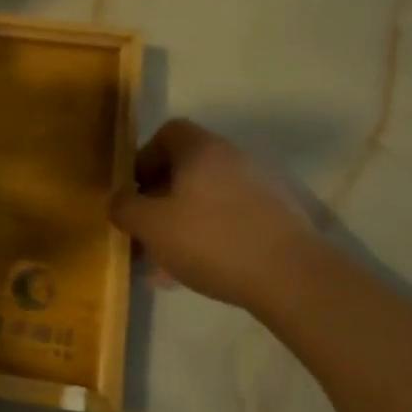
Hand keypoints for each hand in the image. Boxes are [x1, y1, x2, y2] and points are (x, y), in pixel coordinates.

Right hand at [109, 119, 325, 315]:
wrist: (293, 278)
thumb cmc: (211, 240)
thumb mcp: (151, 226)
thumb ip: (125, 208)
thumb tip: (118, 201)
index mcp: (202, 149)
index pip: (167, 133)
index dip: (144, 158)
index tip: (134, 191)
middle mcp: (233, 158)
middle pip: (187, 168)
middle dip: (161, 198)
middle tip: (146, 231)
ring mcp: (261, 187)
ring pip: (208, 199)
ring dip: (184, 222)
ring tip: (167, 261)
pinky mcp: (280, 218)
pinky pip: (232, 219)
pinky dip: (212, 237)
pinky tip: (200, 271)